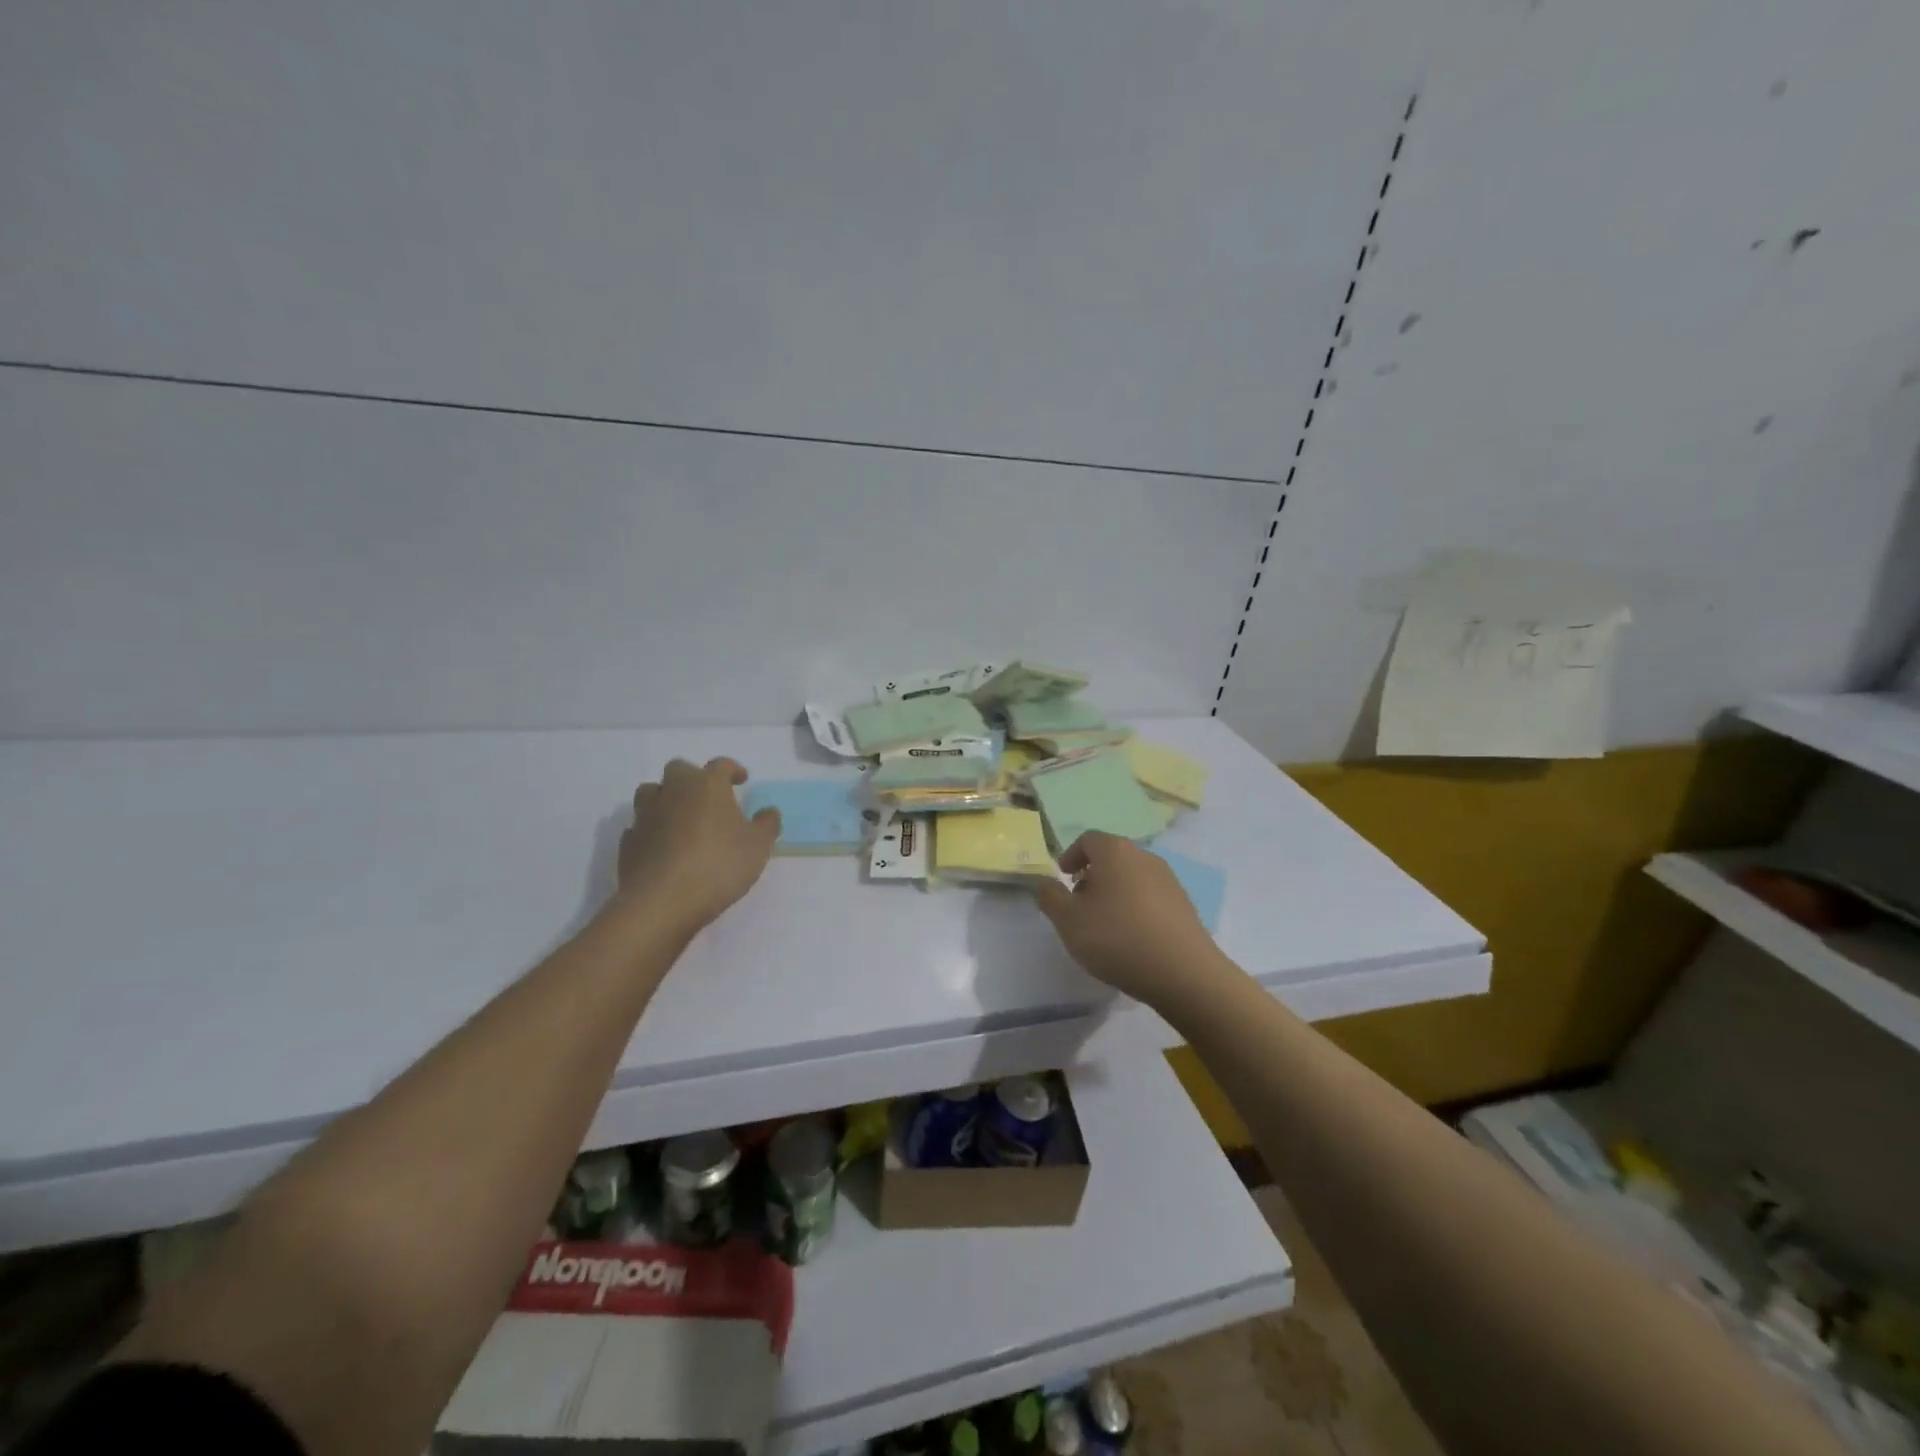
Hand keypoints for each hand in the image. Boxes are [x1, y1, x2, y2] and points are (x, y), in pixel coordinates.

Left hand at [616, 758, 779, 931]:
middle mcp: (673, 791)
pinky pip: (640, 825)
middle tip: (708, 798)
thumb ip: (767, 824)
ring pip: (651, 792)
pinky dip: (651, 830)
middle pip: (679, 769)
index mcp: (707, 785)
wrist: (661, 902)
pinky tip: (663, 847)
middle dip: (693, 778)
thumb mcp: (758, 846)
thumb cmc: (718, 865)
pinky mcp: (628, 841)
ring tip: (681, 819)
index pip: (720, 765)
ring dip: (666, 799)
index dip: (732, 770)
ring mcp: (645, 815)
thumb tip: (768, 812)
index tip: (741, 780)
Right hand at [1034, 832, 1226, 1006]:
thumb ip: (1050, 897)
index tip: (1062, 878)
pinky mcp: (1183, 903)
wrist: (1184, 973)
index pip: (1087, 840)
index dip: (1070, 856)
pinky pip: (1150, 896)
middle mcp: (1144, 856)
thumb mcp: (1069, 921)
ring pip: (1131, 876)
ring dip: (1113, 892)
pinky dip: (1134, 907)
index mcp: (1115, 851)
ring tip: (1104, 924)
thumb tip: (1046, 883)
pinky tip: (1131, 937)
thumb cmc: (1117, 938)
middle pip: (1111, 856)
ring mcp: (1168, 879)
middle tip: (1079, 903)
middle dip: (1091, 875)